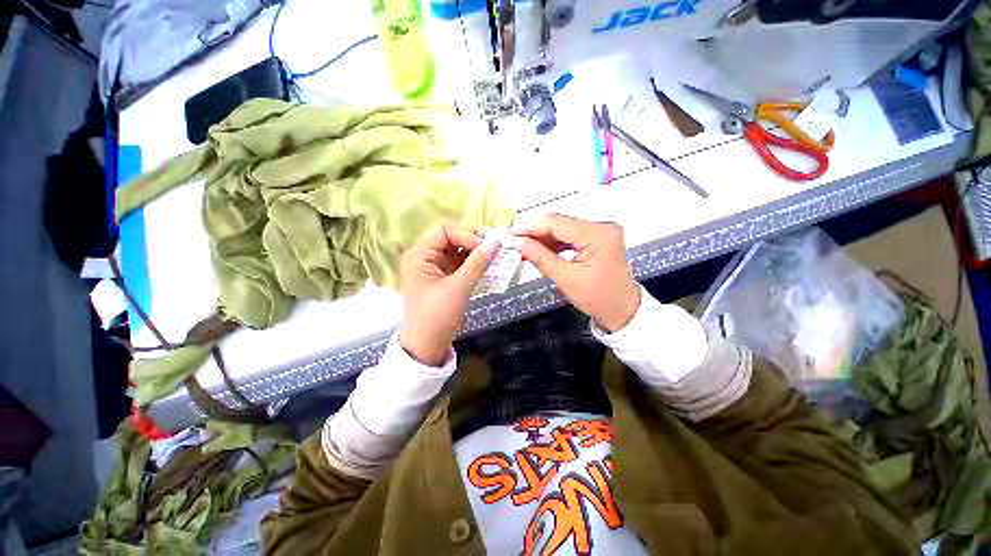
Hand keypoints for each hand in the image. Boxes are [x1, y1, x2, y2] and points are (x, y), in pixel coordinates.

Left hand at [398, 224, 498, 365]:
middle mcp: (424, 256)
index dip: (466, 234)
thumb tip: (496, 241)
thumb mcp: (458, 288)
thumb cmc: (437, 318)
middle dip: (473, 239)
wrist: (427, 347)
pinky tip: (487, 263)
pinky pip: (460, 261)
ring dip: (475, 250)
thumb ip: (477, 263)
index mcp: (418, 255)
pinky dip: (473, 261)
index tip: (486, 246)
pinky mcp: (443, 276)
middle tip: (494, 247)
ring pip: (457, 248)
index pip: (444, 230)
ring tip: (494, 254)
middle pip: (450, 236)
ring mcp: (434, 266)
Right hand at [513, 214, 640, 331]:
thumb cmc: (597, 299)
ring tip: (523, 246)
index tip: (511, 232)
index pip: (557, 223)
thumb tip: (518, 242)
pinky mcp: (597, 237)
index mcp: (598, 235)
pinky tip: (538, 248)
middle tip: (514, 239)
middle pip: (560, 222)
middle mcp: (602, 226)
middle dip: (535, 231)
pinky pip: (570, 235)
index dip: (531, 226)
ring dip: (542, 237)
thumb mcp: (566, 279)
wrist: (621, 310)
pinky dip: (553, 242)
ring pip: (563, 228)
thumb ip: (540, 257)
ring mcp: (600, 231)